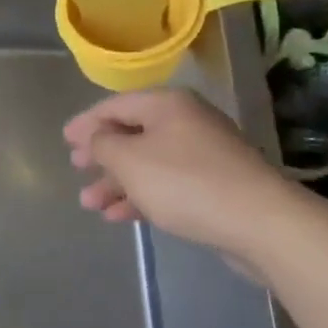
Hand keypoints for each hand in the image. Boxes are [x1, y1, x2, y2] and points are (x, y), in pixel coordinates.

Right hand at [63, 88, 303, 257]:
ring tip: (91, 204)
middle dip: (102, 156)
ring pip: (148, 163)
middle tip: (77, 169)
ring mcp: (204, 154)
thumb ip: (103, 145)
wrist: (261, 222)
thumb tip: (96, 138)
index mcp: (167, 105)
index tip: (65, 140)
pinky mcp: (215, 185)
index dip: (86, 123)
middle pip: (133, 133)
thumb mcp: (130, 161)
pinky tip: (121, 216)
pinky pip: (167, 184)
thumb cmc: (185, 183)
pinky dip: (142, 196)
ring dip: (117, 183)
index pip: (115, 106)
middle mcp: (186, 122)